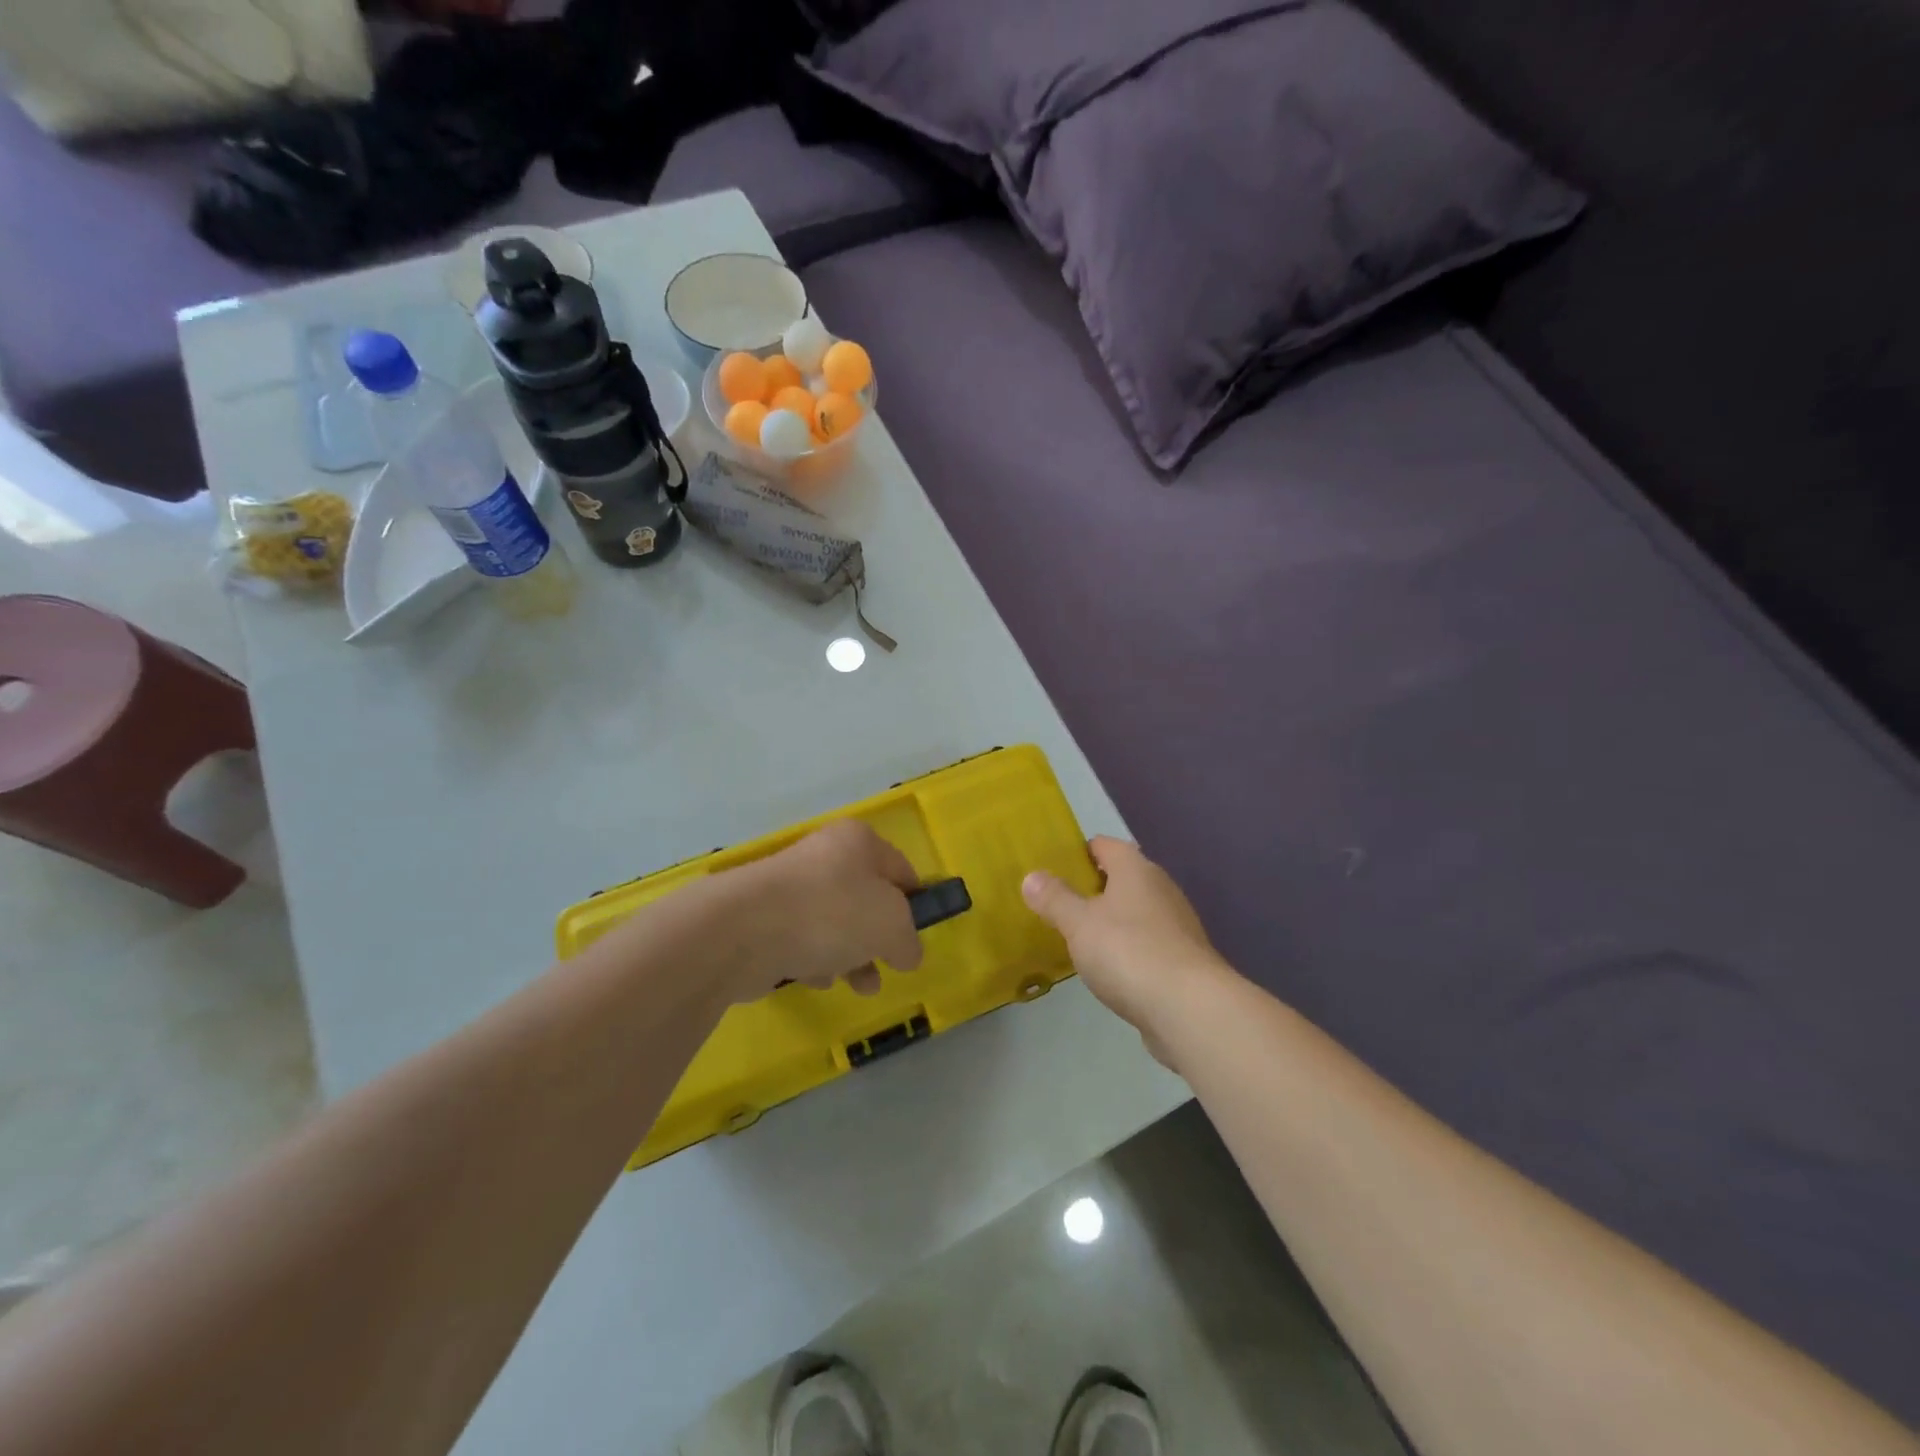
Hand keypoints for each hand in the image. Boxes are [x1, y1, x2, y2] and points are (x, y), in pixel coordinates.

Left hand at [723, 820, 924, 1001]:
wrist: (744, 930)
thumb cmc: (832, 914)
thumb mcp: (892, 926)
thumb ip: (909, 940)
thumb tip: (906, 953)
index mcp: (859, 842)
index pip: (901, 870)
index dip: (916, 904)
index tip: (917, 938)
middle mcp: (824, 856)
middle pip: (866, 900)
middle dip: (879, 939)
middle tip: (888, 967)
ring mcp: (790, 886)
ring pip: (834, 924)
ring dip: (850, 956)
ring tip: (857, 985)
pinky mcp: (764, 918)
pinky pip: (802, 940)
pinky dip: (813, 960)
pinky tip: (813, 978)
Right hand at [1022, 837, 1230, 1059]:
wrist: (1189, 1008)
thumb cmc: (1128, 951)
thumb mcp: (1079, 924)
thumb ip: (1054, 899)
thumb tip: (1031, 876)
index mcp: (1136, 869)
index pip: (1105, 845)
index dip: (1080, 852)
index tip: (1054, 866)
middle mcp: (1161, 888)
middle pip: (1123, 877)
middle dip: (1094, 888)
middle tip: (1060, 902)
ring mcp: (1177, 924)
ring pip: (1137, 911)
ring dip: (1113, 920)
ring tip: (1080, 936)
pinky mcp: (1184, 959)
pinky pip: (1148, 942)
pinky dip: (1129, 948)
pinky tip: (1110, 968)